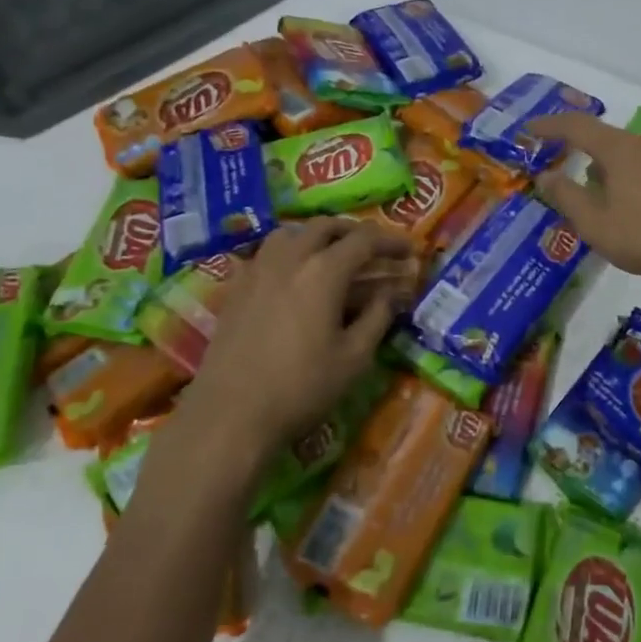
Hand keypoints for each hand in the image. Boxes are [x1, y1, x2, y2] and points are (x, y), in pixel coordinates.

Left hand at [159, 219, 412, 478]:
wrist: (230, 415)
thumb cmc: (301, 387)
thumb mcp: (354, 357)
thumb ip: (378, 317)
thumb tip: (392, 293)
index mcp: (324, 271)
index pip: (364, 240)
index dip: (390, 241)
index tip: (409, 250)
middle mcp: (289, 258)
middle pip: (325, 227)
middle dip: (354, 232)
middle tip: (374, 250)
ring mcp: (257, 270)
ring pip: (290, 233)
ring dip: (317, 236)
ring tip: (332, 255)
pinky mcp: (235, 288)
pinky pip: (266, 253)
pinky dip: (288, 253)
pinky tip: (293, 277)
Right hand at [530, 114, 640, 285]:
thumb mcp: (595, 222)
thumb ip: (566, 196)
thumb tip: (546, 176)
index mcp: (619, 148)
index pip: (576, 126)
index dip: (549, 126)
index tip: (528, 131)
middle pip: (603, 138)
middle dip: (578, 150)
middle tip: (558, 166)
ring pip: (625, 155)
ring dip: (602, 167)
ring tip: (589, 192)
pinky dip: (624, 177)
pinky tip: (623, 203)